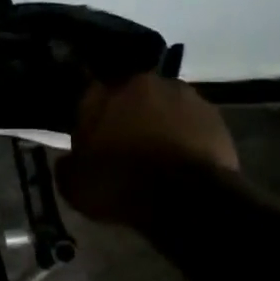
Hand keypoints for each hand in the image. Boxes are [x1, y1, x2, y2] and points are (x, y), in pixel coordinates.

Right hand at [56, 73, 238, 222]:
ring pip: (162, 104)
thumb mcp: (74, 186)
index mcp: (101, 95)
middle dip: (126, 114)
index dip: (89, 118)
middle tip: (125, 143)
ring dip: (158, 121)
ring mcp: (181, 94)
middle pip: (129, 95)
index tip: (91, 137)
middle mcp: (141, 83)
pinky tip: (181, 158)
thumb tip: (69, 160)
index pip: (88, 95)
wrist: (185, 197)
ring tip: (157, 152)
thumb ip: (67, 165)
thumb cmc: (120, 186)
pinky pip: (190, 121)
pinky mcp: (212, 113)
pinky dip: (184, 134)